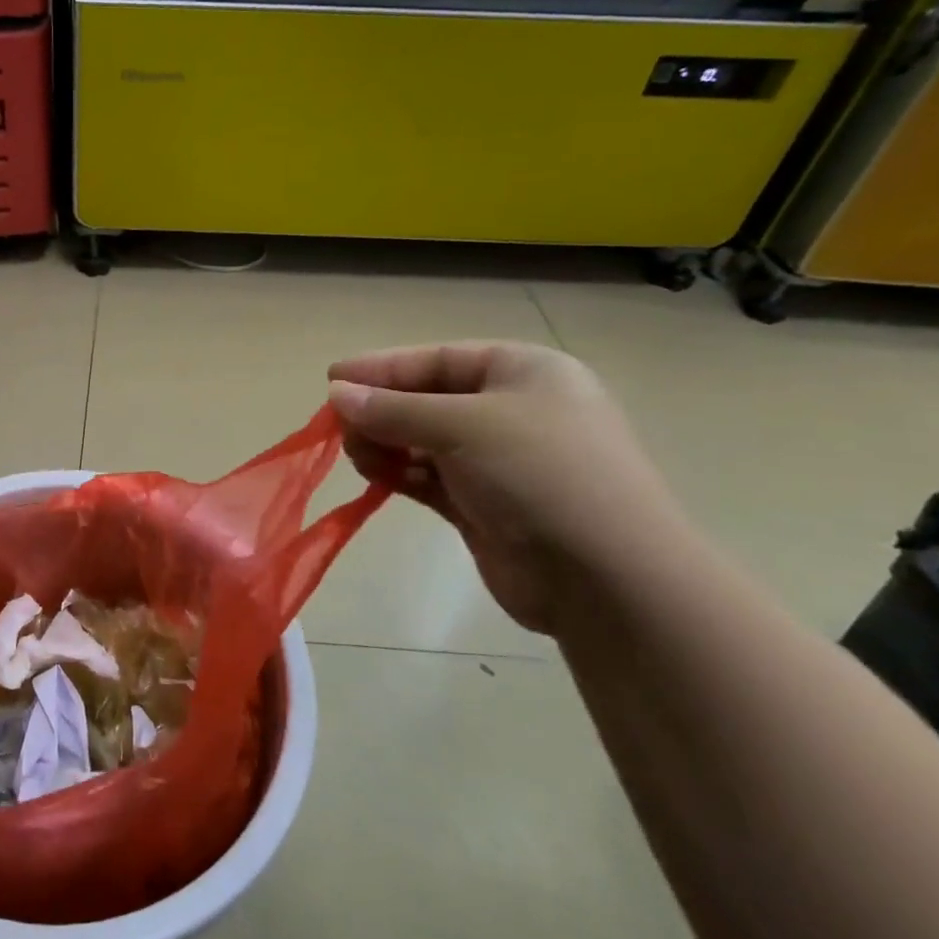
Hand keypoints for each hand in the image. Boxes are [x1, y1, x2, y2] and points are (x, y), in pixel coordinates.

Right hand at [328, 343, 688, 634]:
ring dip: (386, 444)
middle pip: (427, 400)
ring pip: (424, 442)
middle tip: (338, 427)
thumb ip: (393, 410)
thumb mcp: (462, 426)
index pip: (438, 360)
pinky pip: (429, 478)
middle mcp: (512, 411)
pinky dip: (400, 475)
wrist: (606, 579)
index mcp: (523, 372)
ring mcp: (500, 462)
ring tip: (355, 455)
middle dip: (381, 411)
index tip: (331, 379)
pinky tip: (374, 477)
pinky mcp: (485, 505)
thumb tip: (336, 394)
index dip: (382, 368)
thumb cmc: (539, 474)